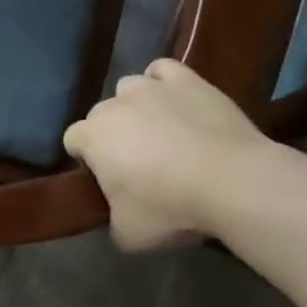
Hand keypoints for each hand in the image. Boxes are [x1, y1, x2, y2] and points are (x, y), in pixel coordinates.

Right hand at [63, 58, 267, 251]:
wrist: (233, 182)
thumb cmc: (172, 208)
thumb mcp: (129, 235)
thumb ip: (111, 221)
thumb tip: (115, 215)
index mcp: (92, 137)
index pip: (72, 141)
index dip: (87, 161)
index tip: (107, 181)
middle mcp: (114, 104)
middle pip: (101, 115)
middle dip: (112, 135)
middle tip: (138, 164)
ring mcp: (150, 87)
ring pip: (129, 88)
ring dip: (136, 107)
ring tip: (160, 132)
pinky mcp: (186, 80)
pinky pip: (163, 71)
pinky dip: (163, 83)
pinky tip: (175, 101)